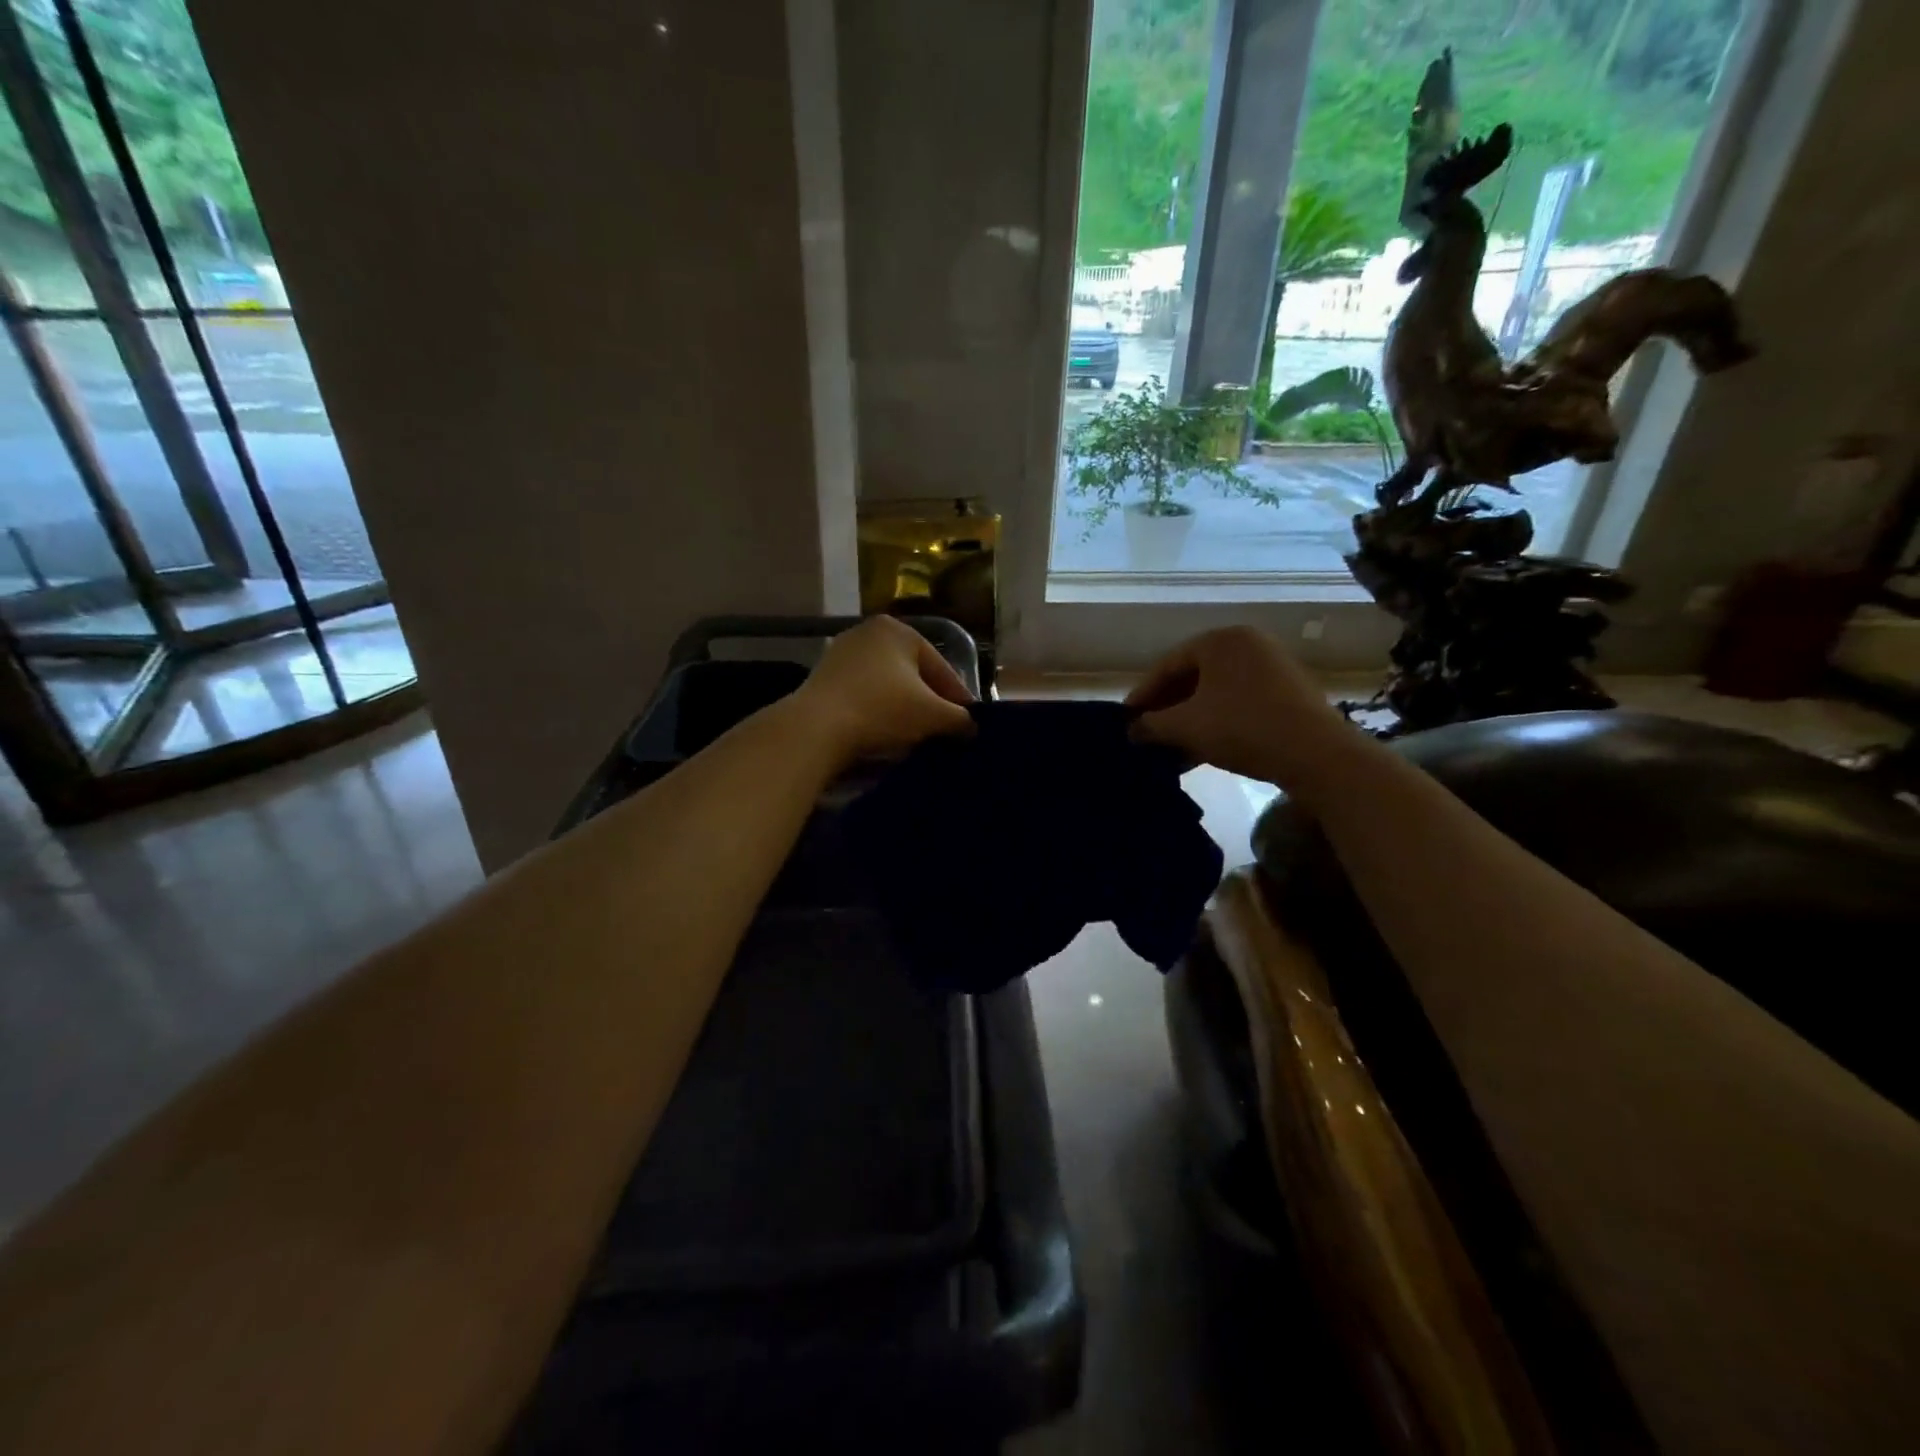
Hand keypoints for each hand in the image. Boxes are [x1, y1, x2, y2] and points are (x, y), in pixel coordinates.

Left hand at [790, 615, 975, 766]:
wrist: (815, 728)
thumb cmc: (882, 710)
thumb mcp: (933, 716)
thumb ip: (960, 719)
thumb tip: (971, 728)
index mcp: (898, 630)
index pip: (941, 668)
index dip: (959, 700)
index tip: (969, 726)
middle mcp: (868, 633)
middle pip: (913, 675)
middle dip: (929, 704)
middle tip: (944, 732)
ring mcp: (841, 655)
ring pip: (887, 687)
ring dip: (903, 710)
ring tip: (916, 738)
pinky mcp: (822, 680)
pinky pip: (862, 697)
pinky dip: (877, 713)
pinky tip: (884, 736)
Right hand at [1126, 626, 1359, 790]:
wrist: (1316, 755)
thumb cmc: (1242, 727)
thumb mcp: (1186, 726)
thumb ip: (1152, 725)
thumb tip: (1132, 730)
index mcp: (1221, 640)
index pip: (1168, 664)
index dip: (1143, 694)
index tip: (1126, 719)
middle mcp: (1248, 644)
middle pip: (1193, 676)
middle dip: (1167, 708)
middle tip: (1146, 732)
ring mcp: (1272, 668)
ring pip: (1216, 693)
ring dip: (1190, 719)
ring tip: (1169, 747)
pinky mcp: (1288, 693)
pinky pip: (1239, 703)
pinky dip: (1216, 722)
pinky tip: (1200, 750)